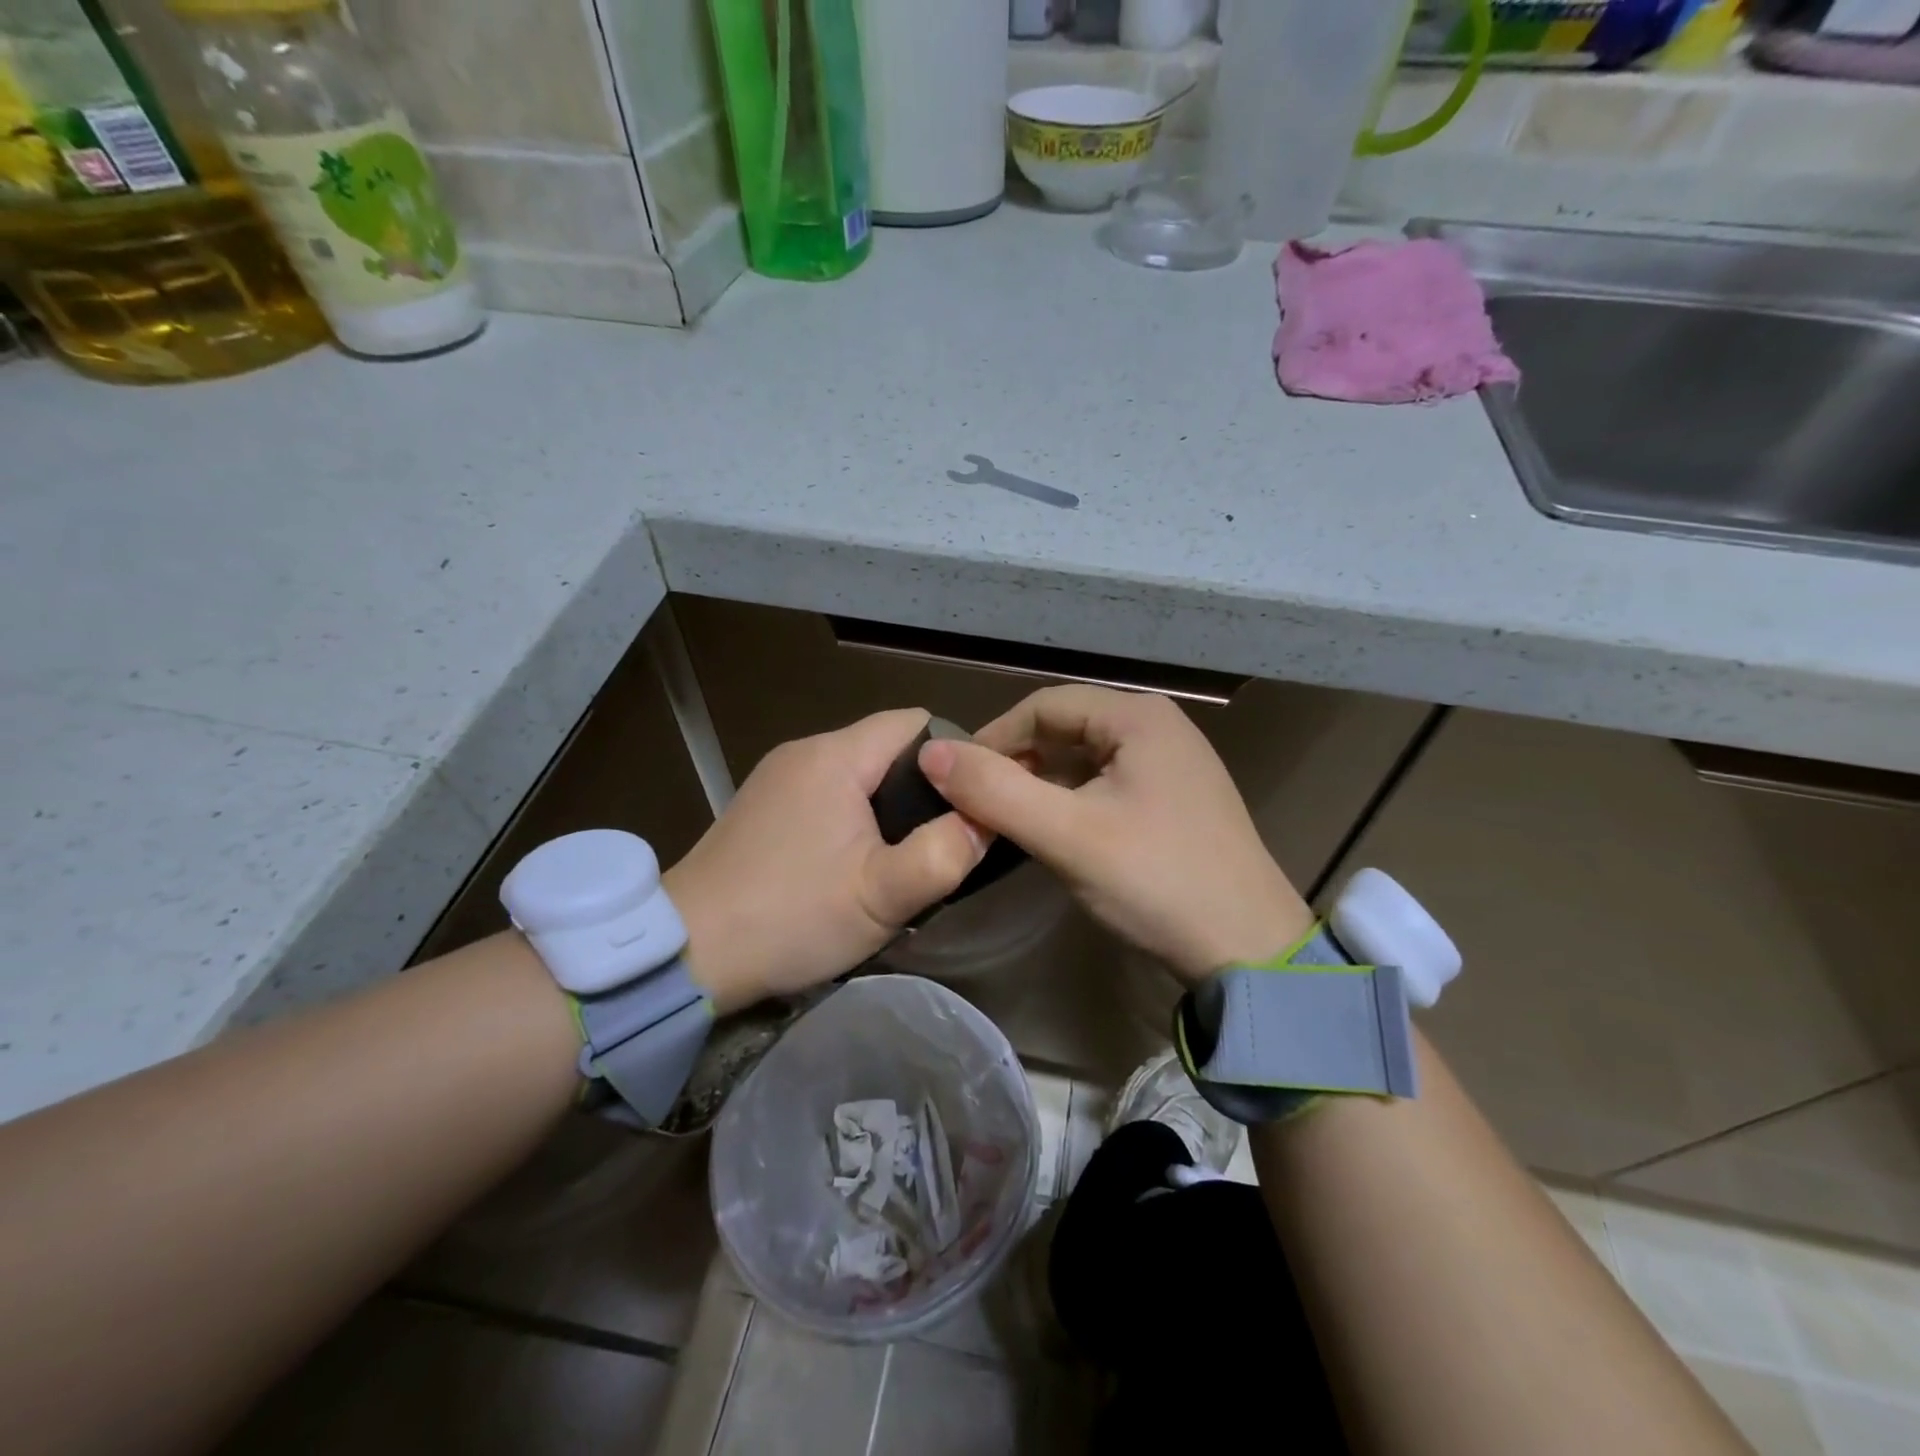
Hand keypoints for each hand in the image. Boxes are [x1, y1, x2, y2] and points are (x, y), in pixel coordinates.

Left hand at [663, 709, 986, 1012]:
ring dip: (887, 807)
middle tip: (940, 841)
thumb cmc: (790, 917)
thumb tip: (986, 819)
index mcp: (836, 756)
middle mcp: (805, 751)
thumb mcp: (882, 897)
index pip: (916, 724)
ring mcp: (777, 776)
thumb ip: (944, 854)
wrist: (686, 953)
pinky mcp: (762, 805)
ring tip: (900, 857)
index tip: (970, 804)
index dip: (954, 757)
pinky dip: (852, 817)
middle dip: (924, 789)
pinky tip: (851, 863)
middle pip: (888, 748)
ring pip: (858, 773)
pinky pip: (827, 793)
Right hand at [918, 685, 1312, 983]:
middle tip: (977, 805)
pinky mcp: (1174, 800)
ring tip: (1006, 820)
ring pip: (1083, 759)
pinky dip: (1071, 801)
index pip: (1043, 705)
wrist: (1248, 950)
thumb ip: (995, 791)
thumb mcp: (1067, 835)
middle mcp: (1158, 727)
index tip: (955, 779)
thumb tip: (930, 752)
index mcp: (1138, 717)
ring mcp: (1171, 764)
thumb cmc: (1156, 881)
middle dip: (1016, 762)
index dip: (993, 737)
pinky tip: (1052, 832)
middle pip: (1064, 729)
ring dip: (1041, 784)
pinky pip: (1106, 784)